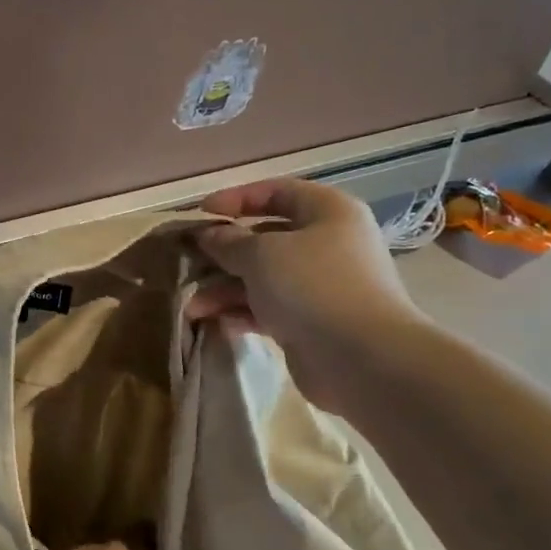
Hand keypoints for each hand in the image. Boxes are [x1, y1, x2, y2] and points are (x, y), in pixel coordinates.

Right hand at [188, 179, 432, 406]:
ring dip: (225, 289)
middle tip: (188, 262)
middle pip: (265, 238)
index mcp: (327, 212)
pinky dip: (241, 312)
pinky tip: (214, 322)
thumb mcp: (261, 254)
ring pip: (263, 278)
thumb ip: (228, 241)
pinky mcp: (312, 322)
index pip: (276, 192)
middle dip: (223, 252)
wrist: (362, 358)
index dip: (236, 199)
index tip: (200, 213)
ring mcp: (321, 285)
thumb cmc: (313, 286)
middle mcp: (328, 244)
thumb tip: (207, 236)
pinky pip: (268, 309)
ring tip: (193, 306)